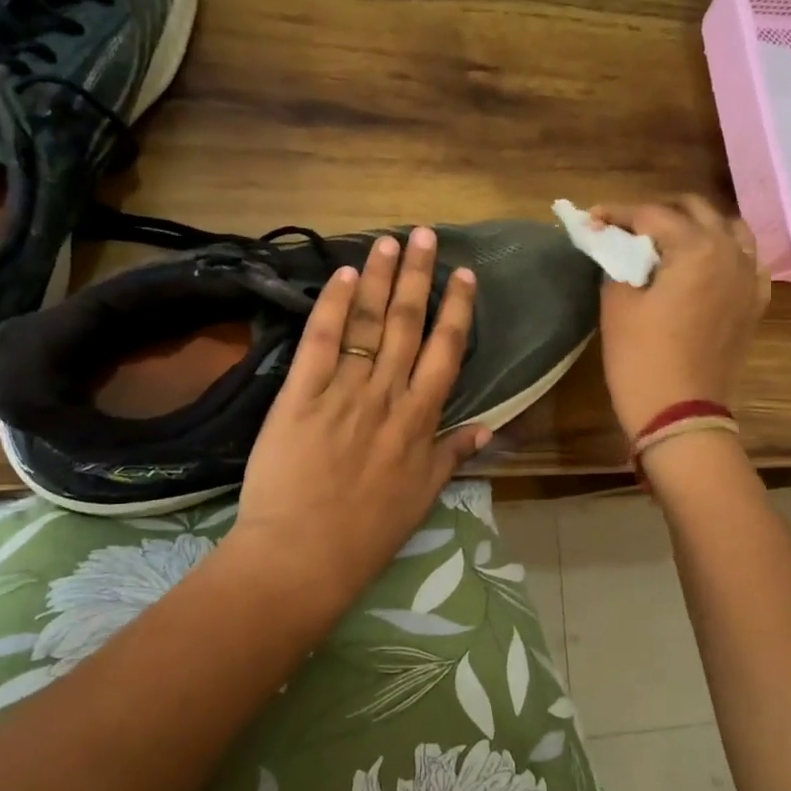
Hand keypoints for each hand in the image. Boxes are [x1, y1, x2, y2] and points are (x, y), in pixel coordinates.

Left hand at [231, 228, 488, 619]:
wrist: (303, 555)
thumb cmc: (367, 533)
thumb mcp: (423, 497)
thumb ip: (453, 455)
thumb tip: (489, 427)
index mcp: (420, 420)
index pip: (446, 352)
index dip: (456, 309)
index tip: (463, 275)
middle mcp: (387, 395)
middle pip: (408, 325)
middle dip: (419, 277)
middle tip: (426, 235)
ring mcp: (344, 392)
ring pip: (369, 325)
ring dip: (380, 280)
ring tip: (390, 242)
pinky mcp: (300, 395)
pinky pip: (321, 343)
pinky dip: (334, 307)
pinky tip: (344, 276)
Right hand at [592, 196, 769, 439]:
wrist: (680, 414)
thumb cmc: (642, 359)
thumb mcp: (617, 304)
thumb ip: (616, 261)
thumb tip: (613, 243)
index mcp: (697, 247)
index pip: (652, 214)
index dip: (617, 214)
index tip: (591, 220)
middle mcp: (731, 252)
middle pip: (694, 210)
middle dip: (657, 213)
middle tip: (625, 228)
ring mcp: (749, 278)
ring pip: (727, 229)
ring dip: (695, 225)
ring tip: (667, 240)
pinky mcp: (754, 303)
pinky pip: (745, 260)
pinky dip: (723, 252)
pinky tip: (703, 265)